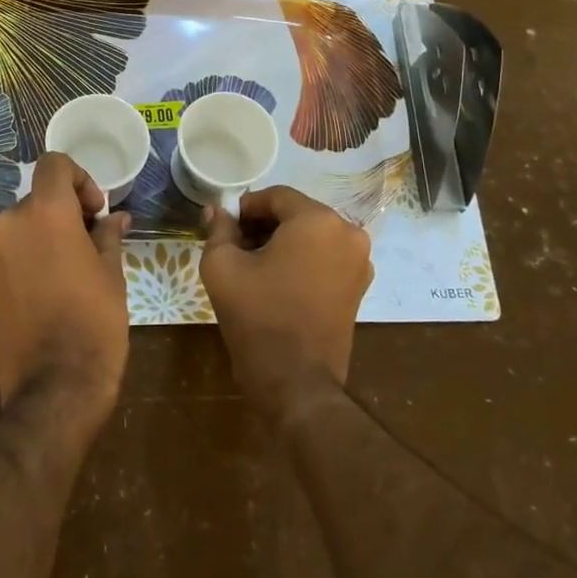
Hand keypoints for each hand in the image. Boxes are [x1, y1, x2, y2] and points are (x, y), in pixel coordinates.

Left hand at [0, 153, 130, 418]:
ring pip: (24, 225)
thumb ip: (108, 236)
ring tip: (74, 270)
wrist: (54, 387)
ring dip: (47, 235)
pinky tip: (52, 288)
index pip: (54, 165)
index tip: (96, 211)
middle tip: (93, 244)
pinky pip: (11, 251)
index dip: (80, 178)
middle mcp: (10, 223)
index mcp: (45, 212)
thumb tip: (113, 218)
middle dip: (66, 212)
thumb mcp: (112, 274)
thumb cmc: (94, 322)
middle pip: (39, 198)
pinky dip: (30, 255)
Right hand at [201, 187, 372, 425]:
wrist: (295, 381)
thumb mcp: (222, 266)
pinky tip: (279, 281)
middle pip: (297, 213)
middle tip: (236, 246)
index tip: (226, 227)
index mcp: (318, 220)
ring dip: (284, 242)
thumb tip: (216, 210)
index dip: (246, 207)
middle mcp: (347, 232)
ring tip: (255, 267)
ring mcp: (359, 261)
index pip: (276, 196)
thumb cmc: (257, 316)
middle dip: (265, 224)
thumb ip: (219, 229)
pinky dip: (303, 260)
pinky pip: (326, 257)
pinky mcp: (360, 286)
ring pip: (313, 235)